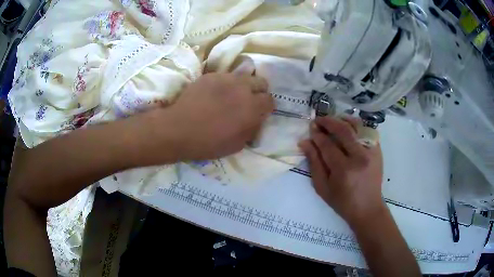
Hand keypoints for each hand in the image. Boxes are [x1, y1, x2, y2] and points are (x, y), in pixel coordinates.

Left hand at [157, 73, 273, 160]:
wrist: (178, 129)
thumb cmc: (208, 142)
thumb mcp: (236, 145)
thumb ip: (251, 129)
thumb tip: (256, 120)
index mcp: (252, 108)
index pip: (270, 100)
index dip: (265, 107)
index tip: (259, 112)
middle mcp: (243, 88)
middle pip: (261, 82)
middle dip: (258, 91)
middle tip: (248, 101)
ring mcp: (226, 78)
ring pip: (244, 75)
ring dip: (243, 84)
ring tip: (233, 94)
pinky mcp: (211, 75)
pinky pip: (226, 76)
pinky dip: (226, 83)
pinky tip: (215, 93)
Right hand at [299, 116, 383, 225]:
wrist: (368, 208)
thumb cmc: (342, 202)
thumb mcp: (322, 187)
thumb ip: (314, 163)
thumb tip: (305, 142)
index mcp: (344, 170)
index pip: (327, 144)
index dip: (317, 134)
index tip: (310, 128)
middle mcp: (360, 157)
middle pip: (343, 130)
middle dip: (328, 121)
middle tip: (318, 120)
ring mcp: (371, 152)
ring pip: (356, 126)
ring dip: (342, 119)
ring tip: (332, 120)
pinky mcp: (378, 150)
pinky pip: (367, 131)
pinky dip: (356, 126)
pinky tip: (347, 126)